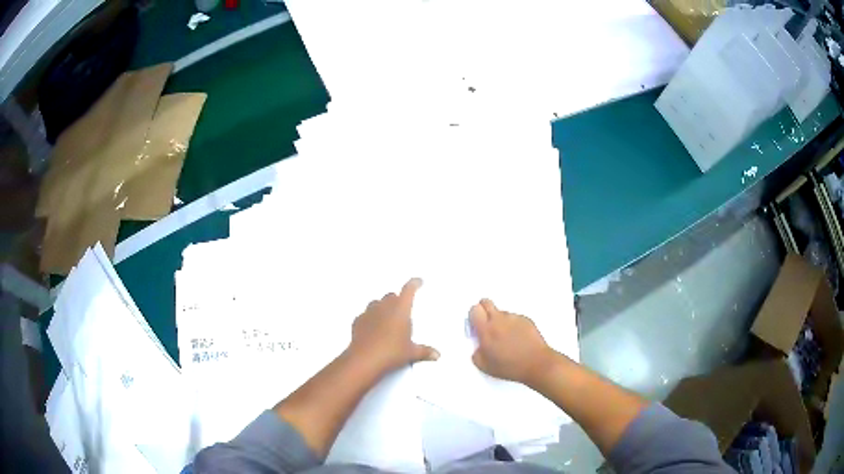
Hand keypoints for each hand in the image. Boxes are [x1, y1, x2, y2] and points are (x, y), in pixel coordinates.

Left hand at [348, 278, 438, 374]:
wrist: (364, 359)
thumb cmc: (392, 352)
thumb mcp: (411, 353)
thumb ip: (425, 351)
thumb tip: (437, 355)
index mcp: (400, 309)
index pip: (409, 290)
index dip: (414, 284)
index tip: (418, 281)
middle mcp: (384, 306)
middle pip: (391, 295)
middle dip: (397, 299)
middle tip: (402, 309)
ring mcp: (369, 312)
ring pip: (376, 303)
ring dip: (382, 307)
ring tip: (387, 319)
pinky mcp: (357, 321)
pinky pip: (365, 315)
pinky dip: (370, 319)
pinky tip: (372, 328)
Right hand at [470, 299, 558, 385]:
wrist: (536, 363)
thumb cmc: (509, 366)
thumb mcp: (484, 365)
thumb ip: (476, 352)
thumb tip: (479, 346)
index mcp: (486, 329)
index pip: (474, 310)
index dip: (473, 316)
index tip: (476, 325)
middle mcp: (499, 319)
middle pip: (486, 302)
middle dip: (483, 310)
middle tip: (486, 324)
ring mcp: (514, 317)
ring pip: (501, 312)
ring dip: (500, 320)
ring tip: (506, 337)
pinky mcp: (526, 319)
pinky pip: (515, 318)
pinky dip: (513, 325)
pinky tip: (518, 338)